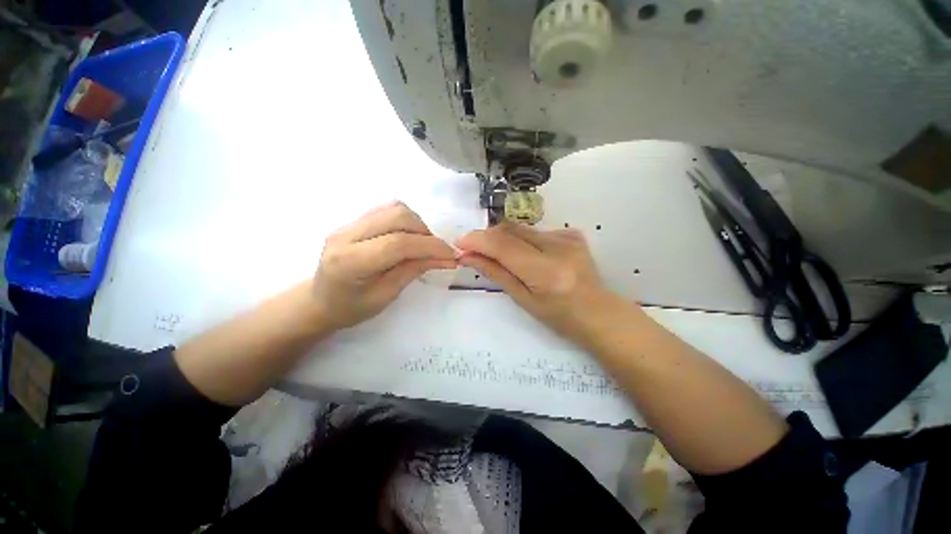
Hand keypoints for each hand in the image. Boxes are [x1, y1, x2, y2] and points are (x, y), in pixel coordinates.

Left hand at [313, 202, 457, 328]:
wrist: (320, 299)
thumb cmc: (352, 308)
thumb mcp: (386, 295)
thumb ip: (414, 270)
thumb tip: (446, 257)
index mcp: (350, 262)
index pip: (398, 243)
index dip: (430, 246)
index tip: (452, 255)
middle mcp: (346, 234)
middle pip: (398, 216)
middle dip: (425, 232)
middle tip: (435, 251)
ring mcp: (348, 223)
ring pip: (395, 208)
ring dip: (417, 224)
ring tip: (422, 245)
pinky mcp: (354, 219)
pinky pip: (388, 210)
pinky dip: (407, 221)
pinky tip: (408, 237)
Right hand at [456, 223, 631, 341]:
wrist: (599, 313)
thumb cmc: (560, 317)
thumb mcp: (523, 300)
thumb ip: (496, 273)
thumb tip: (468, 256)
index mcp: (546, 272)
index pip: (504, 246)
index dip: (478, 241)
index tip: (460, 243)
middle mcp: (559, 247)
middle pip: (511, 230)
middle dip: (488, 237)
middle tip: (475, 251)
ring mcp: (568, 237)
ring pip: (521, 228)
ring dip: (504, 239)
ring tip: (500, 257)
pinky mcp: (572, 233)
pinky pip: (535, 231)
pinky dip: (522, 240)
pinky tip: (527, 256)